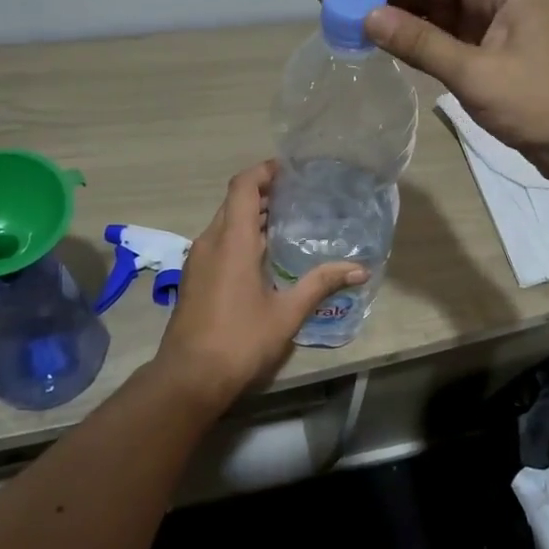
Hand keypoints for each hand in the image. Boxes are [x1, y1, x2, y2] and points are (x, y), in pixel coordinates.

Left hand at [154, 161, 367, 407]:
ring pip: (225, 222)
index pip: (243, 186)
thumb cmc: (239, 340)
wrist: (188, 378)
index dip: (264, 171)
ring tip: (288, 221)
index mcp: (231, 240)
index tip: (290, 170)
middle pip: (234, 201)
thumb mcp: (286, 313)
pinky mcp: (195, 277)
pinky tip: (265, 255)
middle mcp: (210, 241)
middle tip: (299, 195)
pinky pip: (219, 241)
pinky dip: (241, 235)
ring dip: (252, 216)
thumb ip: (321, 284)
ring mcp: (198, 260)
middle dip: (264, 193)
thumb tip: (360, 269)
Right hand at [324, 0, 548, 183]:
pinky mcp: (498, 51)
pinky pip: (449, 34)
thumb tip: (368, 17)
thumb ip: (421, 44)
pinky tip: (387, 37)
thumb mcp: (477, 75)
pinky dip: (418, 36)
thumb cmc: (545, 104)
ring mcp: (500, 23)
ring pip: (438, 9)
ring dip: (397, 12)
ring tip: (349, 14)